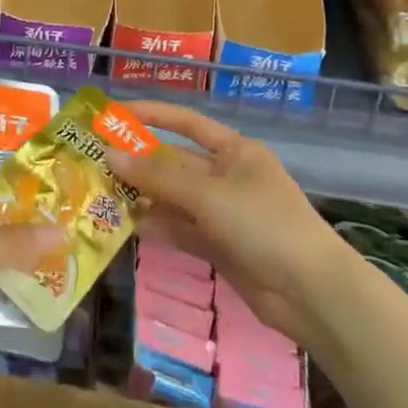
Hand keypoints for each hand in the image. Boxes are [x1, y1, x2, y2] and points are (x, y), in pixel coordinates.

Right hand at [105, 102, 336, 340]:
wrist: (311, 292)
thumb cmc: (264, 224)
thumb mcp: (208, 195)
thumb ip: (157, 177)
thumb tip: (109, 155)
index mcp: (234, 151)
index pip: (186, 123)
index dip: (151, 115)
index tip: (113, 114)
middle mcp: (227, 177)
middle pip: (175, 163)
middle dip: (140, 163)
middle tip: (95, 162)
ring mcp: (224, 213)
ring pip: (174, 198)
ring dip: (144, 197)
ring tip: (103, 195)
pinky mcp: (220, 246)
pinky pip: (182, 229)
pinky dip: (160, 227)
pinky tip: (131, 227)